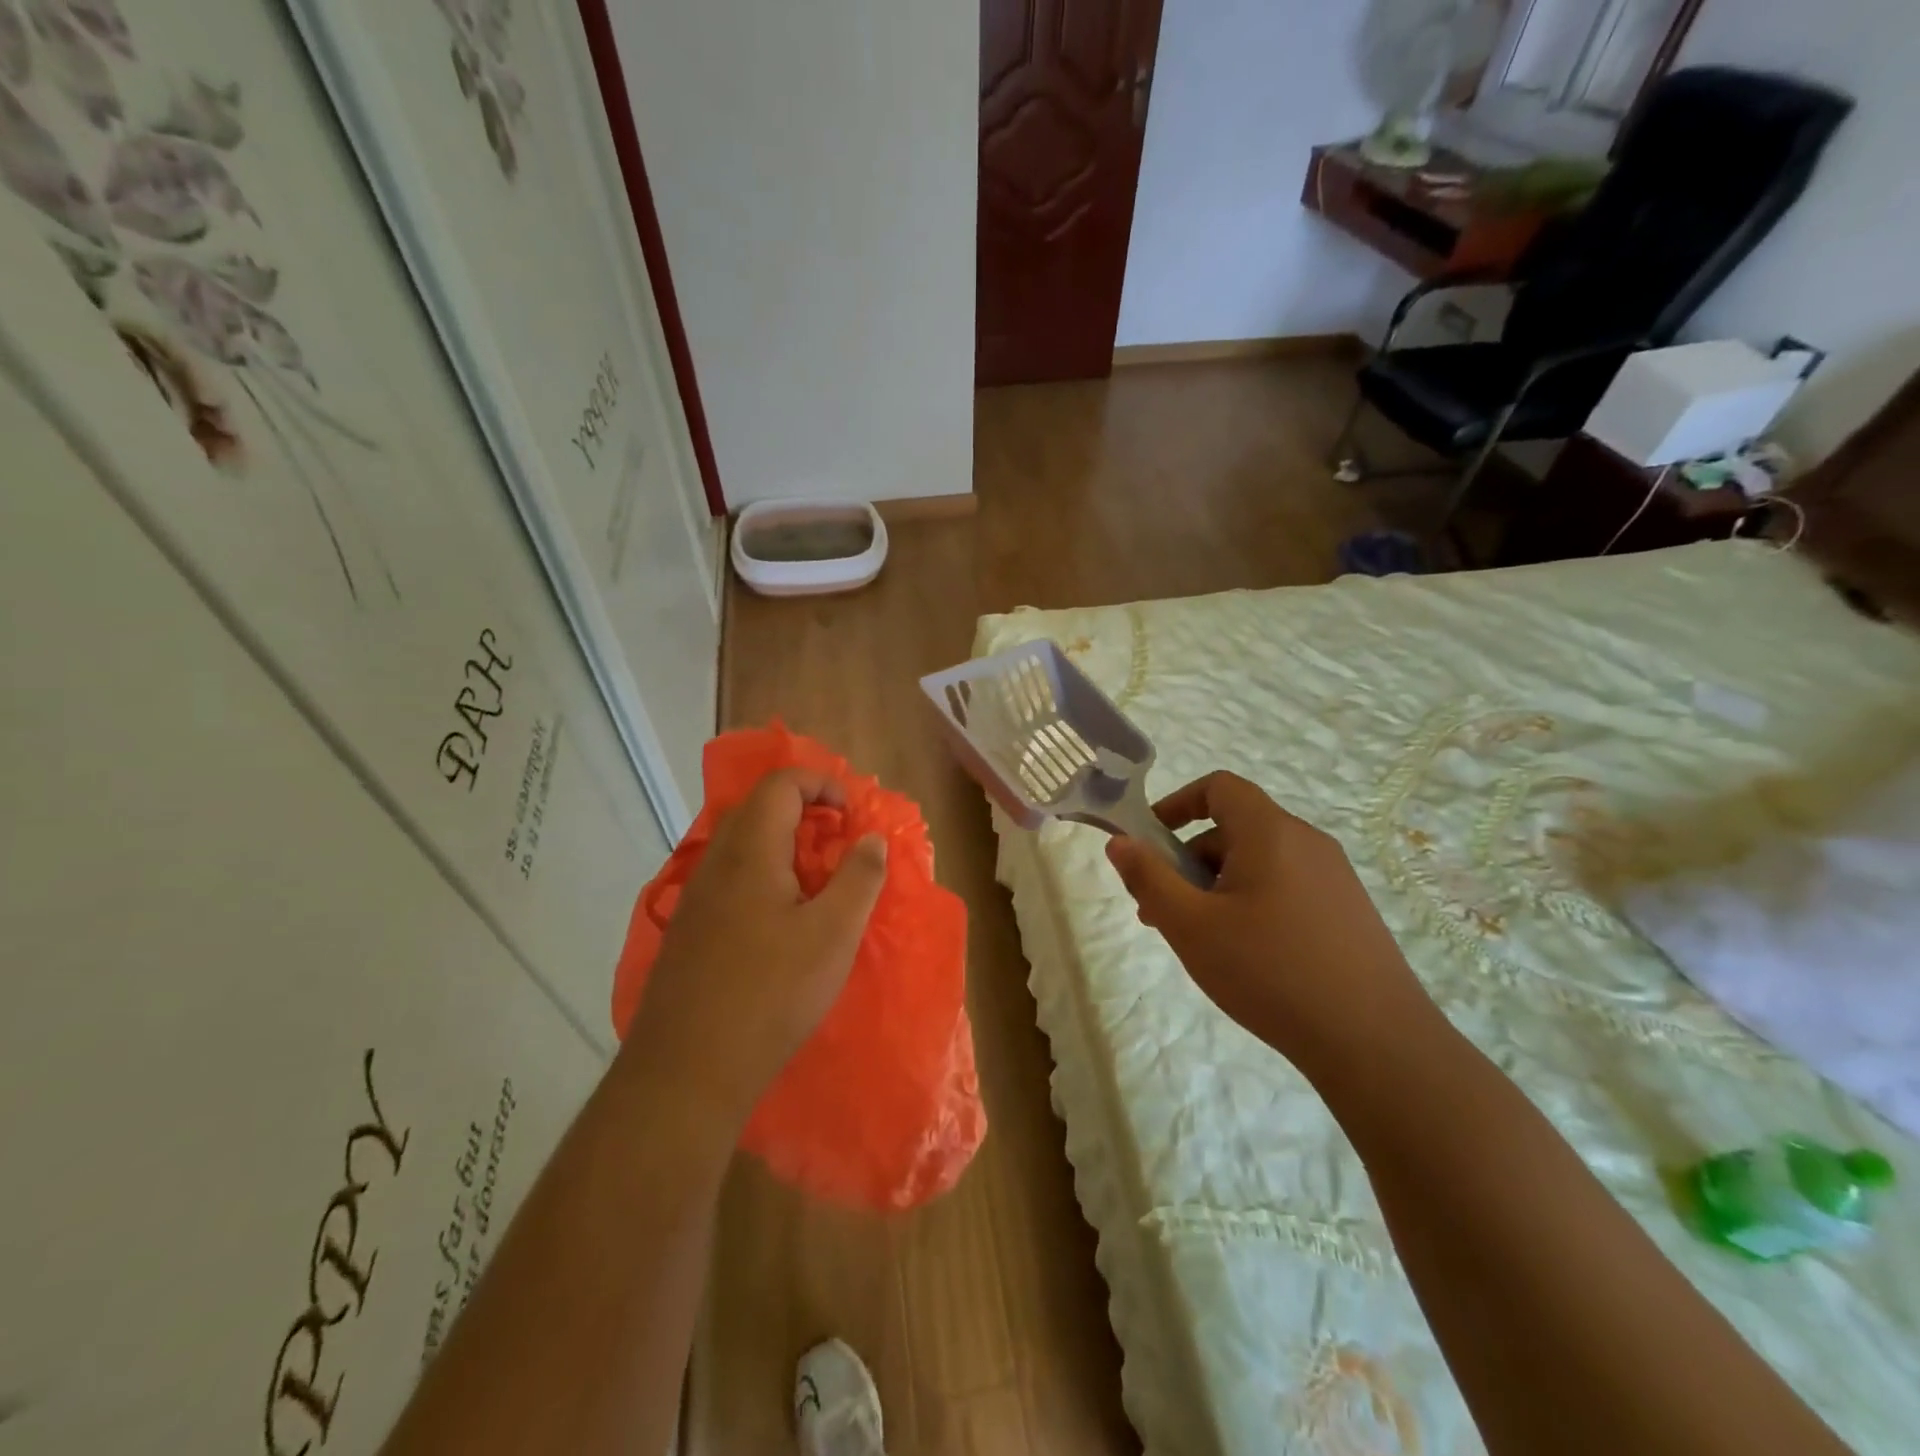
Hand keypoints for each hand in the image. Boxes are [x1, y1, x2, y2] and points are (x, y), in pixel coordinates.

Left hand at [620, 768, 888, 1129]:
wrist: (688, 1068)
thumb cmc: (771, 992)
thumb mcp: (834, 934)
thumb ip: (859, 877)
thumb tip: (871, 838)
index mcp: (750, 851)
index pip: (781, 783)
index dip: (822, 783)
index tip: (852, 814)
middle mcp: (716, 861)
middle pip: (759, 807)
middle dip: (805, 811)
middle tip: (840, 842)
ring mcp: (696, 896)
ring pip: (743, 844)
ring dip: (785, 845)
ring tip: (819, 882)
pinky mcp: (689, 928)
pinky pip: (731, 876)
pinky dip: (765, 874)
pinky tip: (783, 920)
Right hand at [1107, 771, 1432, 1074]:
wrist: (1375, 1042)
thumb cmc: (1270, 971)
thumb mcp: (1190, 925)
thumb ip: (1149, 878)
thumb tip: (1119, 842)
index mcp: (1269, 832)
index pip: (1219, 787)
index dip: (1178, 803)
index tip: (1150, 843)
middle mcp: (1306, 842)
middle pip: (1235, 828)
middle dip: (1189, 859)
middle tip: (1163, 909)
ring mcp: (1334, 877)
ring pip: (1259, 862)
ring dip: (1217, 886)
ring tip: (1199, 940)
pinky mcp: (1348, 911)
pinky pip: (1286, 886)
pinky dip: (1251, 902)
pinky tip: (1245, 955)